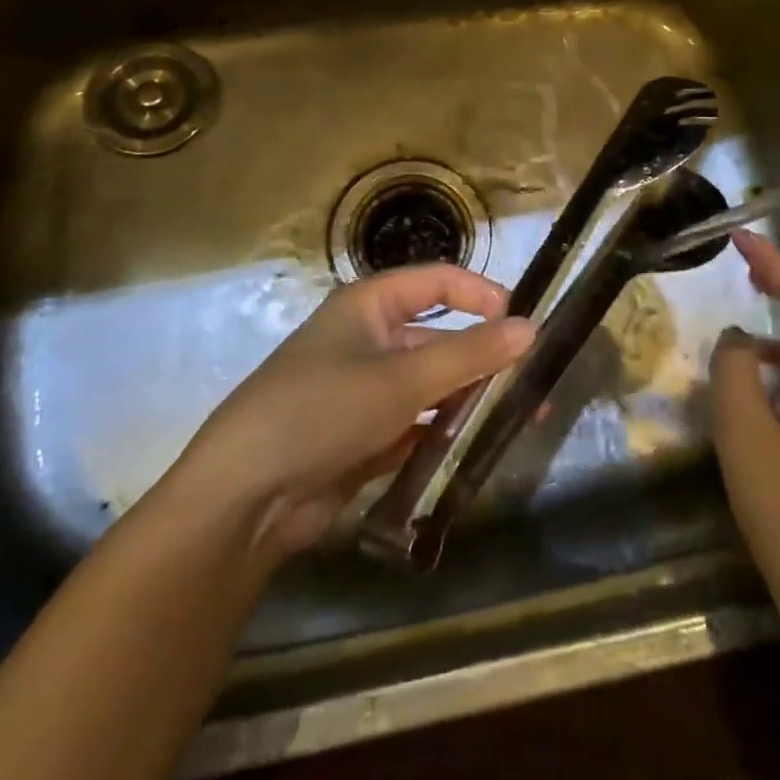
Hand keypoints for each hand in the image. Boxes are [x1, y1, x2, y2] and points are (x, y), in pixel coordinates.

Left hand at [174, 264, 534, 562]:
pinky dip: (444, 433)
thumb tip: (531, 328)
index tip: (523, 321)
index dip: (480, 294)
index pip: (436, 282)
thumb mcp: (401, 380)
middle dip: (484, 358)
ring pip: (431, 384)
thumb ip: (468, 355)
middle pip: (439, 337)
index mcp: (369, 306)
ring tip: (520, 418)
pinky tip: (478, 448)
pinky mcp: (364, 435)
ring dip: (470, 399)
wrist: (245, 498)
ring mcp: (366, 390)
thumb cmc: (322, 411)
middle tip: (534, 384)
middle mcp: (368, 340)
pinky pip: (416, 424)